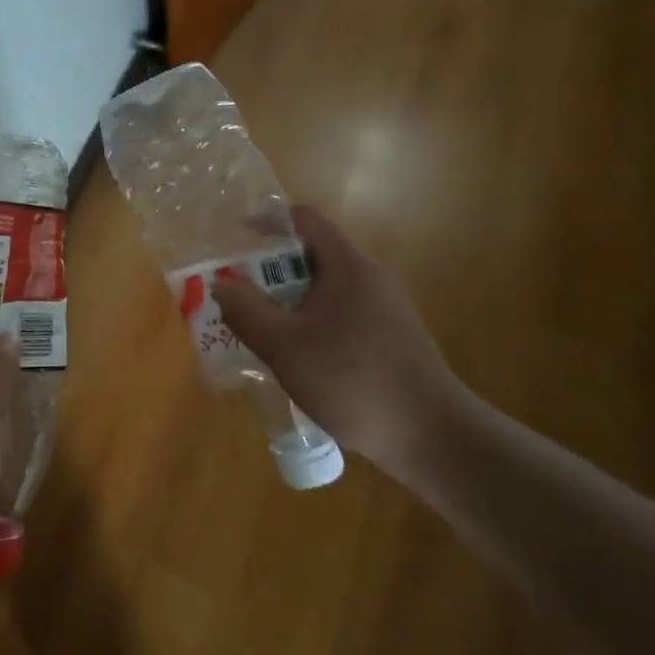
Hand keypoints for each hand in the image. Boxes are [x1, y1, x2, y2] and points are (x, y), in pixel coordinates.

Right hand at [213, 206, 470, 474]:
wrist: (433, 436)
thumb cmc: (353, 380)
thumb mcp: (285, 347)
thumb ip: (246, 311)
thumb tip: (221, 283)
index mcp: (348, 266)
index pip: (306, 218)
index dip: (269, 220)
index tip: (238, 237)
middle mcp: (371, 277)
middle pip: (314, 254)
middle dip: (272, 269)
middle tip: (240, 294)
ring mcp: (387, 308)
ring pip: (327, 288)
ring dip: (291, 299)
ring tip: (262, 328)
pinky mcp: (393, 337)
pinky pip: (343, 313)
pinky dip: (313, 321)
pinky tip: (300, 358)